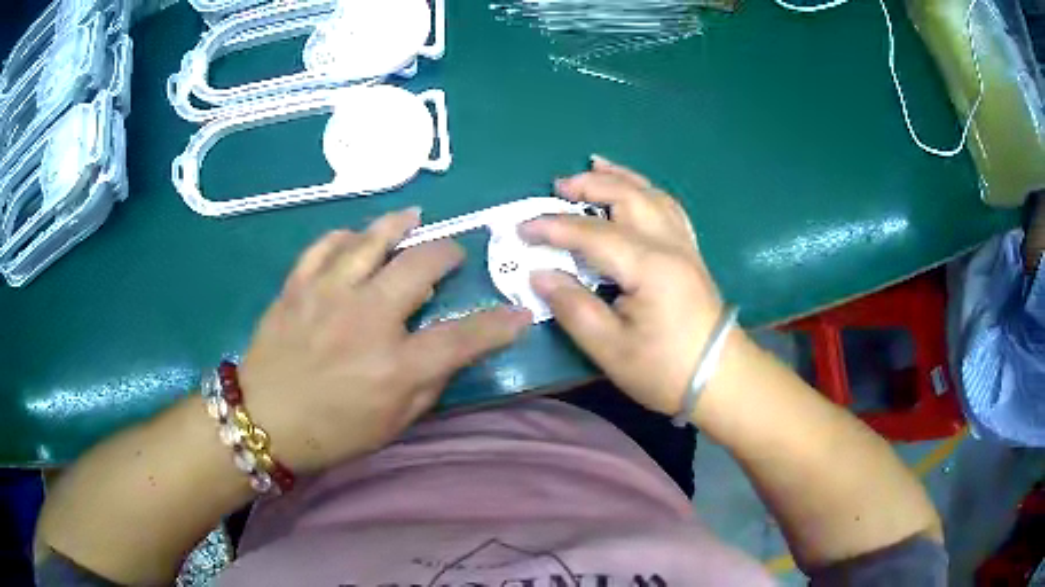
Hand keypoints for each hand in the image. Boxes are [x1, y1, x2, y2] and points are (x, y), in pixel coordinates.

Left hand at [239, 209, 531, 472]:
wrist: (262, 421)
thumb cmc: (331, 432)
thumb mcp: (392, 426)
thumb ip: (427, 386)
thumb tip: (449, 352)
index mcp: (395, 367)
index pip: (462, 338)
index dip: (499, 324)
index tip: (519, 313)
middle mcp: (366, 320)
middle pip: (420, 266)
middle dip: (448, 252)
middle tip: (453, 253)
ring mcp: (328, 296)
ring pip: (371, 240)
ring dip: (399, 224)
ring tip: (413, 217)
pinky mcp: (298, 286)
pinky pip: (326, 245)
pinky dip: (347, 236)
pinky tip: (357, 236)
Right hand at [520, 157, 728, 417]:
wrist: (720, 379)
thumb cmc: (665, 370)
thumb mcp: (610, 348)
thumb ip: (573, 307)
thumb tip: (540, 274)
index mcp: (649, 266)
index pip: (593, 234)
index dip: (554, 228)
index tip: (522, 228)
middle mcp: (669, 244)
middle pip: (628, 198)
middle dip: (590, 185)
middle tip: (558, 186)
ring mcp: (685, 246)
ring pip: (652, 195)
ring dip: (621, 177)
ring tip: (595, 165)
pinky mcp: (691, 254)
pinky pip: (669, 208)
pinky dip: (647, 191)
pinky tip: (637, 190)